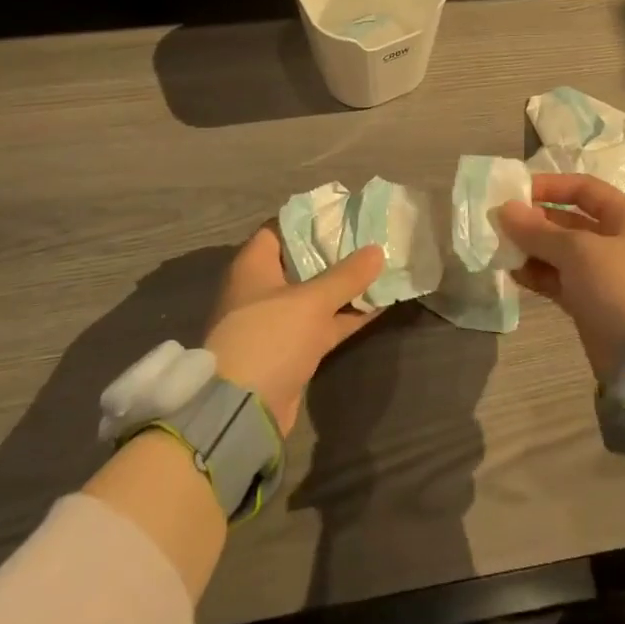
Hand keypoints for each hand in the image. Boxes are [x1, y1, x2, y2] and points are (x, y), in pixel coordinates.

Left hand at [202, 227, 385, 434]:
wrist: (242, 410)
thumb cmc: (269, 337)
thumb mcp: (311, 301)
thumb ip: (347, 275)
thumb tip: (377, 249)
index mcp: (254, 266)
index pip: (280, 228)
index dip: (311, 219)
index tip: (344, 212)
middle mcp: (263, 289)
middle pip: (302, 260)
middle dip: (336, 251)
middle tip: (371, 236)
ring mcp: (277, 321)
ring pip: (316, 294)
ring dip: (346, 285)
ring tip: (382, 265)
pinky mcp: (292, 349)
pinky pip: (324, 322)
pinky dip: (347, 314)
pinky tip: (380, 304)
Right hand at [498, 173, 624, 382]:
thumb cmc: (619, 287)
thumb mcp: (578, 251)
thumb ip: (538, 230)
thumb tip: (504, 209)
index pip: (585, 189)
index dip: (551, 186)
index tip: (516, 191)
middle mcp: (616, 242)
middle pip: (570, 221)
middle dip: (535, 220)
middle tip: (500, 223)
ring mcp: (604, 275)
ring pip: (561, 253)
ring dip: (532, 249)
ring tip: (501, 249)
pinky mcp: (591, 304)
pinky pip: (559, 280)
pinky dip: (538, 275)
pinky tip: (513, 273)